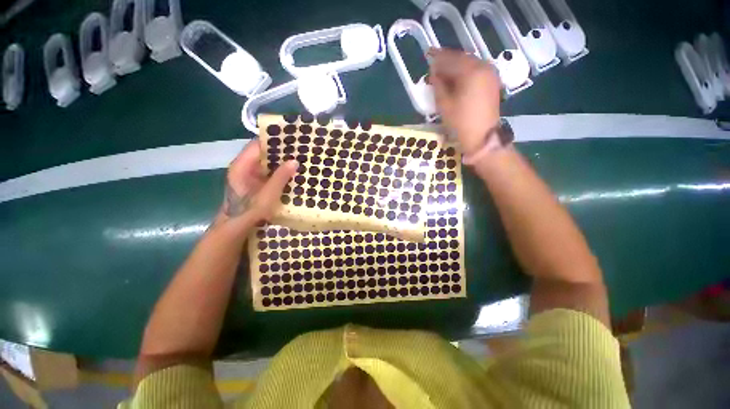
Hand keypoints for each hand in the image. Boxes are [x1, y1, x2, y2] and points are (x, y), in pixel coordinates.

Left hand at [217, 140, 297, 230]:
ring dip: (281, 162)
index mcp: (242, 165)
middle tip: (299, 150)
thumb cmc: (249, 210)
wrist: (238, 227)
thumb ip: (280, 177)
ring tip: (299, 160)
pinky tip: (292, 173)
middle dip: (280, 152)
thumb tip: (294, 161)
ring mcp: (250, 175)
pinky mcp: (256, 183)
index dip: (273, 141)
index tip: (291, 139)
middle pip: (263, 153)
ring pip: (267, 163)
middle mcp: (244, 167)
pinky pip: (269, 173)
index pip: (257, 145)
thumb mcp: (268, 194)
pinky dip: (279, 172)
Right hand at [428, 48, 501, 154]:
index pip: (451, 59)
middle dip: (447, 59)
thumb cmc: (460, 122)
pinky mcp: (492, 82)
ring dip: (456, 65)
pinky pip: (476, 70)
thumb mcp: (444, 104)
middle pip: (462, 58)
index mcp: (471, 71)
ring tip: (444, 70)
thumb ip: (438, 85)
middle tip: (434, 62)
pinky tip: (457, 77)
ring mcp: (490, 74)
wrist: (482, 137)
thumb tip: (434, 74)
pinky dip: (465, 71)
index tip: (427, 54)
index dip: (438, 57)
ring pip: (470, 63)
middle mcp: (483, 67)